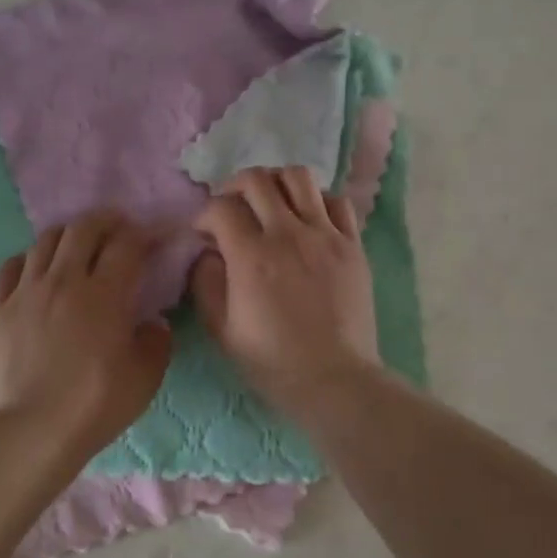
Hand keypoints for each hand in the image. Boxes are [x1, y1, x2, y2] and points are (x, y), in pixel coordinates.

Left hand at [0, 211, 172, 460]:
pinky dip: (28, 259)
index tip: (151, 238)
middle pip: (83, 229)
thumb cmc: (95, 405)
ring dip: (68, 236)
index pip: (126, 244)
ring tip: (77, 247)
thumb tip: (152, 323)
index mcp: (105, 294)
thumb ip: (156, 342)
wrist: (31, 431)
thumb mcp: (145, 377)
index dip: (142, 234)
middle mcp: (64, 280)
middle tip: (116, 228)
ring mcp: (26, 292)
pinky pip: (11, 267)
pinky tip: (36, 270)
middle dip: (105, 221)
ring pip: (45, 241)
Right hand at [191, 166, 380, 416]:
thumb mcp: (222, 330)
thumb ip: (206, 283)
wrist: (334, 379)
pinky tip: (308, 219)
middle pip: (257, 180)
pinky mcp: (353, 245)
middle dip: (234, 187)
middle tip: (231, 208)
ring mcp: (325, 236)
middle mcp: (288, 234)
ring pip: (298, 178)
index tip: (203, 233)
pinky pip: (336, 201)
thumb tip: (207, 253)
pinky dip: (316, 200)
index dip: (204, 215)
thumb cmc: (272, 362)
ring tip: (270, 203)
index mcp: (251, 257)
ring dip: (276, 183)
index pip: (221, 208)